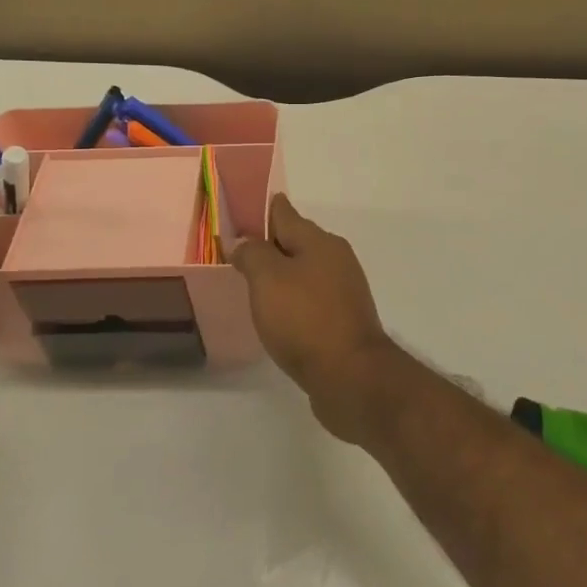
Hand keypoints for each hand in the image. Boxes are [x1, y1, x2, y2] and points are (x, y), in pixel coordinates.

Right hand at [230, 195, 394, 443]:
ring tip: (251, 283)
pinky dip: (291, 301)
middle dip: (269, 243)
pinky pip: (309, 300)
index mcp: (320, 242)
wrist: (350, 376)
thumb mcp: (268, 279)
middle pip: (296, 241)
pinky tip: (276, 314)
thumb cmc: (305, 319)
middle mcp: (336, 260)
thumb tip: (244, 241)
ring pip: (303, 272)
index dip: (260, 209)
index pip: (284, 213)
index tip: (238, 211)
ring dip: (280, 274)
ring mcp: (343, 292)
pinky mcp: (342, 322)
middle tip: (236, 251)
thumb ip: (252, 254)